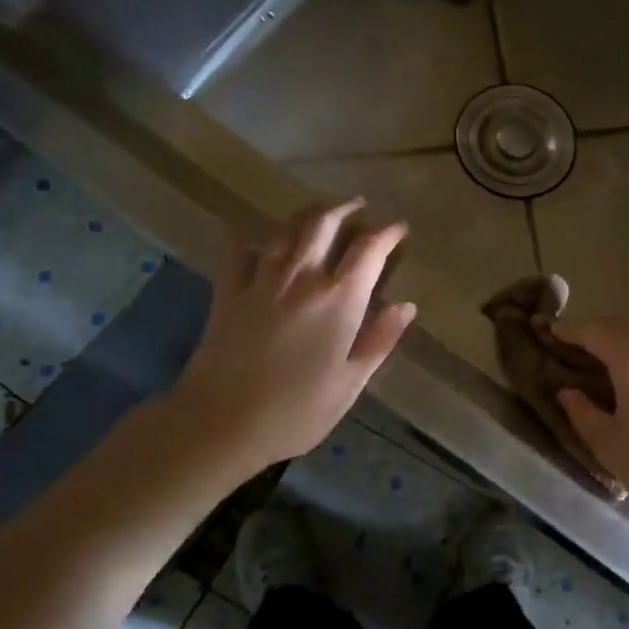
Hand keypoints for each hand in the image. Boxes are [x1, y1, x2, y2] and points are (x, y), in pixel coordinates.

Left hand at [169, 199, 414, 477]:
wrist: (222, 422)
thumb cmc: (298, 410)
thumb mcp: (351, 383)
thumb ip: (379, 340)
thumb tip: (406, 306)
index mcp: (339, 300)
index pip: (369, 250)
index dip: (387, 233)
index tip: (399, 228)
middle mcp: (302, 278)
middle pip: (324, 225)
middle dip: (345, 209)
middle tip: (358, 206)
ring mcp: (261, 281)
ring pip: (286, 231)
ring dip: (306, 215)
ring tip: (318, 213)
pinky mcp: (228, 293)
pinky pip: (237, 253)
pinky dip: (246, 238)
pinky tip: (250, 235)